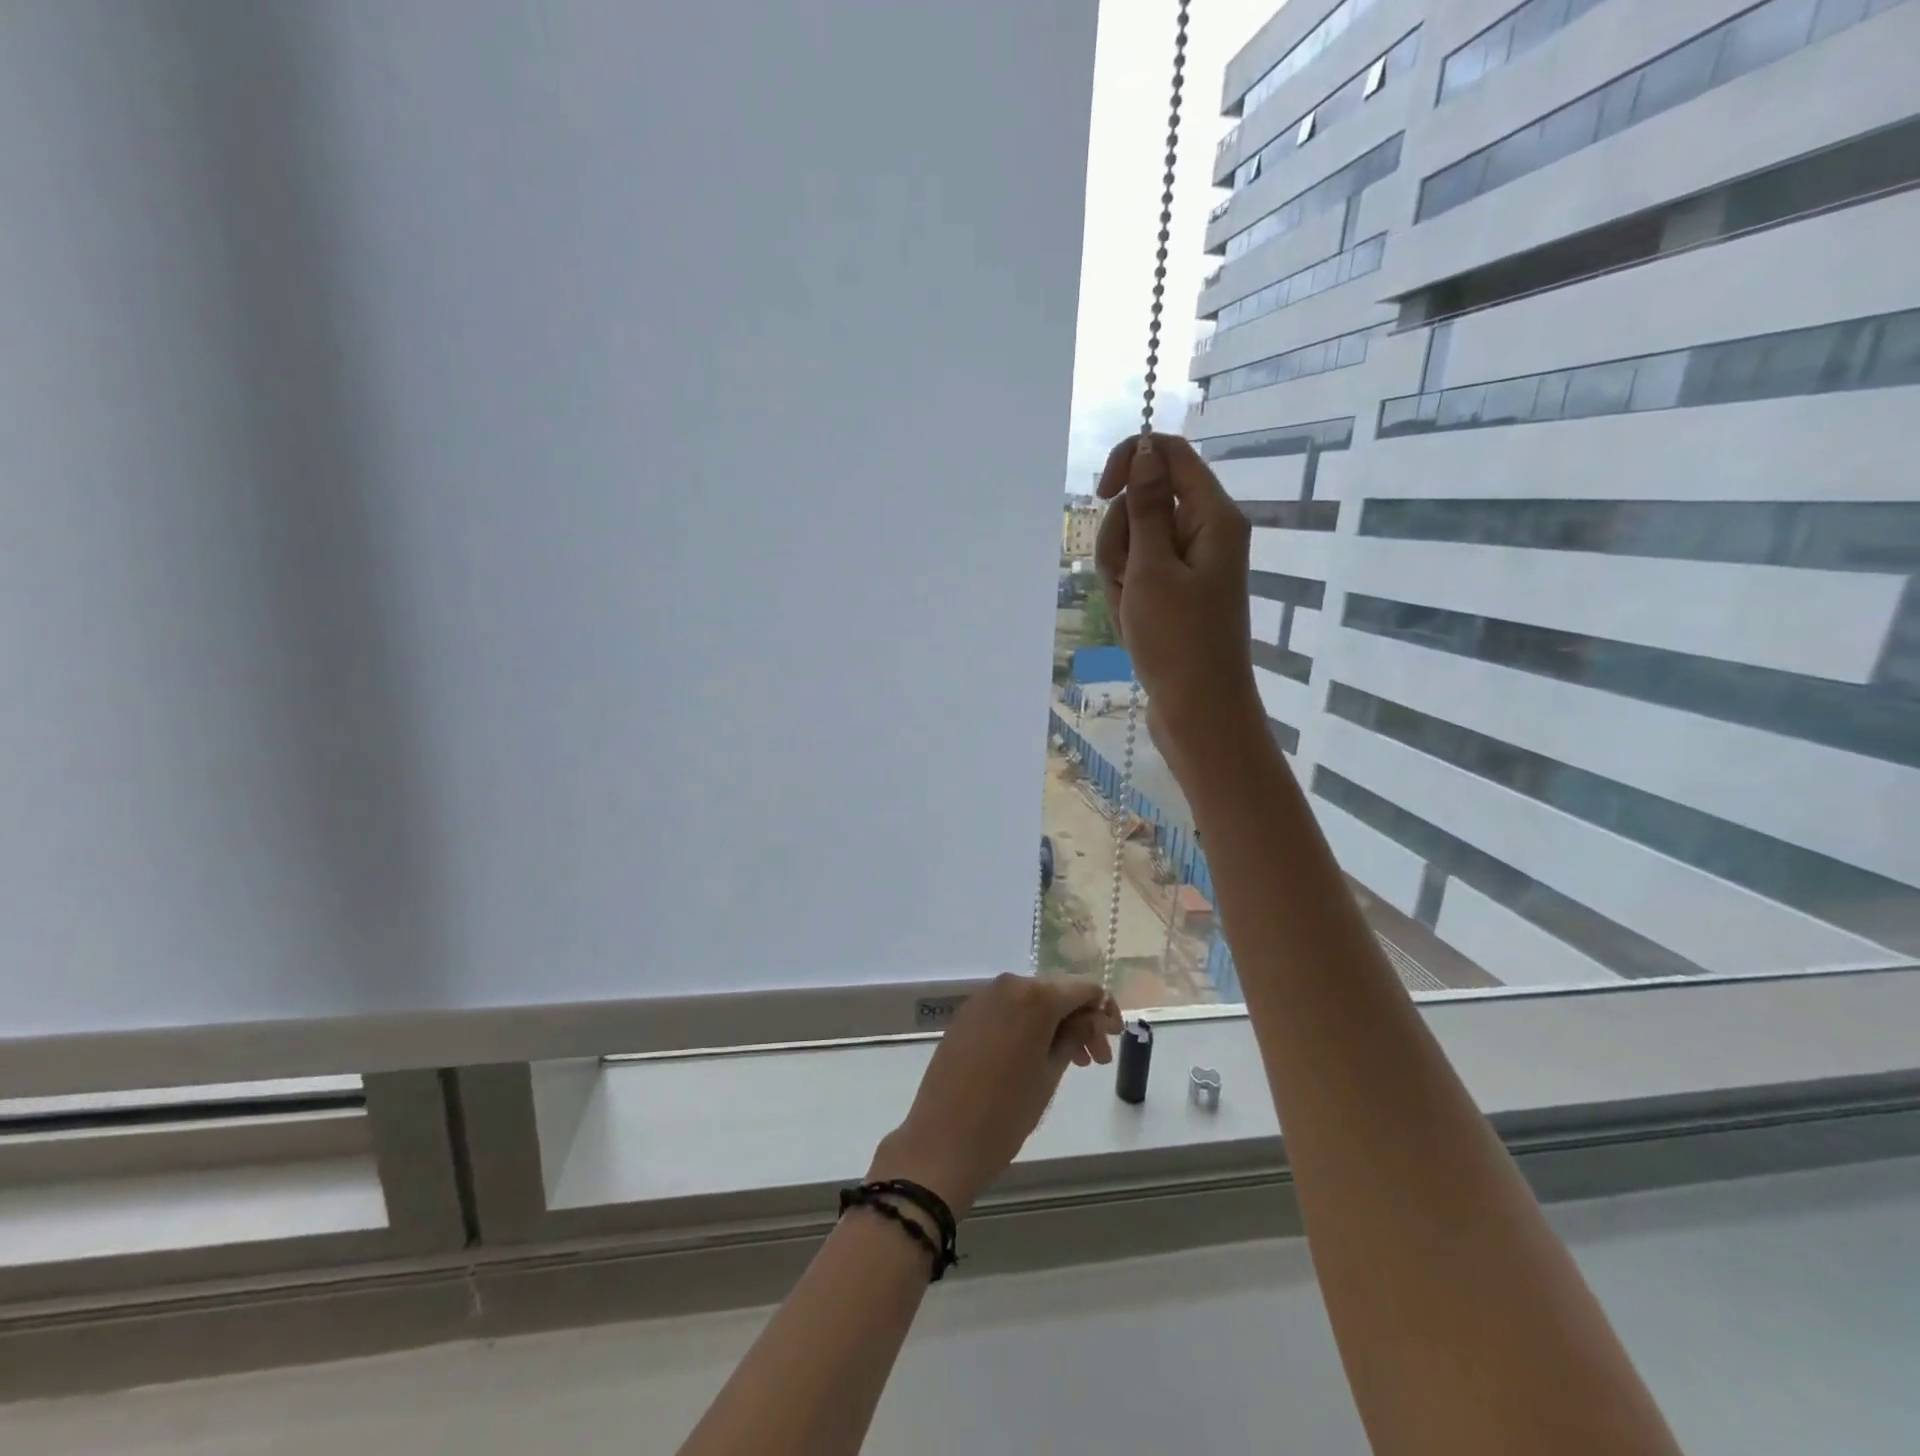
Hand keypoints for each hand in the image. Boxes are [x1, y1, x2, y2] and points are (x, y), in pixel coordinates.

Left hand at [869, 974, 1120, 1215]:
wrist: (943, 1141)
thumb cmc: (1006, 1112)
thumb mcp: (1051, 1075)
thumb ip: (1075, 1036)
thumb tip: (1092, 1017)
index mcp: (1034, 996)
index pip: (1083, 989)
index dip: (1104, 1010)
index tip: (1114, 1039)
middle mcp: (1007, 985)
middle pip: (1056, 993)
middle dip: (1080, 1021)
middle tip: (1096, 1060)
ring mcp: (982, 999)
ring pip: (1031, 1002)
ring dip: (1055, 1025)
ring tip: (1072, 1064)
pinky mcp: (965, 1015)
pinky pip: (1007, 1011)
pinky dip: (1027, 1027)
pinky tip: (1036, 1057)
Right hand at [1094, 433, 1263, 777]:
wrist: (1200, 711)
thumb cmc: (1178, 642)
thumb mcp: (1152, 570)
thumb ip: (1146, 507)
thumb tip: (1146, 448)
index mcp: (1212, 517)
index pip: (1169, 455)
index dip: (1130, 463)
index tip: (1102, 495)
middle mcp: (1205, 533)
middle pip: (1144, 502)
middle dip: (1121, 537)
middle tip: (1128, 581)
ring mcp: (1190, 565)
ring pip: (1134, 541)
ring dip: (1118, 571)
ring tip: (1131, 611)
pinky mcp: (1177, 592)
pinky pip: (1139, 573)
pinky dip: (1127, 593)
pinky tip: (1132, 623)